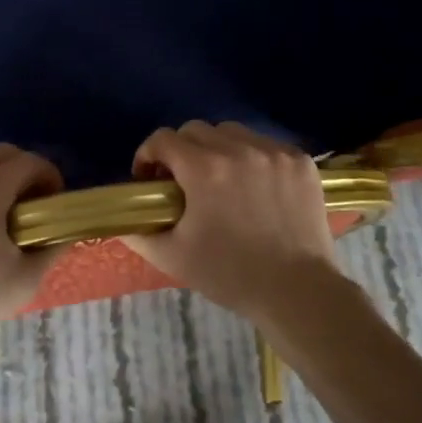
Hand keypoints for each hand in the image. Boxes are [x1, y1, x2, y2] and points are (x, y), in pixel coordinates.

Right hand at [122, 121, 340, 320]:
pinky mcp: (300, 161)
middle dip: (181, 151)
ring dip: (218, 149)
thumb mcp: (172, 257)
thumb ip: (138, 233)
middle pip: (196, 130)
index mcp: (204, 169)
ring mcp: (274, 152)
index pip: (163, 139)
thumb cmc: (230, 275)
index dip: (149, 156)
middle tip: (183, 182)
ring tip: (221, 180)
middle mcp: (239, 149)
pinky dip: (253, 158)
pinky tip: (255, 186)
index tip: (150, 180)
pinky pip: (265, 144)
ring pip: (232, 132)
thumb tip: (120, 219)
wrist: (298, 292)